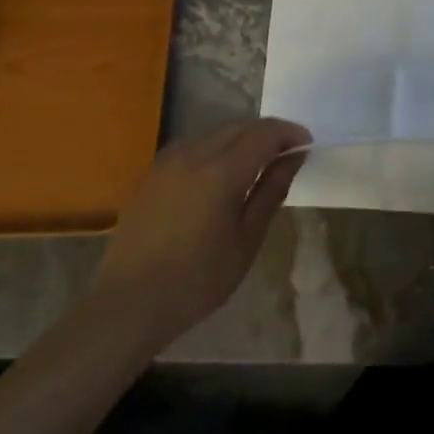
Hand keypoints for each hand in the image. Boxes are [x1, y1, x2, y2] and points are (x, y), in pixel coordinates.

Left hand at [90, 119, 310, 351]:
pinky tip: (219, 174)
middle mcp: (194, 154)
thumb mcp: (246, 241)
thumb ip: (271, 192)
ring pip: (215, 132)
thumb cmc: (196, 281)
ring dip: (241, 138)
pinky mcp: (152, 173)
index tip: (306, 146)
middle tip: (285, 155)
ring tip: (255, 164)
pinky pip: (193, 145)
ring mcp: (168, 161)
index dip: (290, 134)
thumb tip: (293, 158)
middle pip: (240, 126)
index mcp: (221, 172)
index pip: (265, 133)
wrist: (127, 306)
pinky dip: (216, 148)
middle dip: (267, 134)